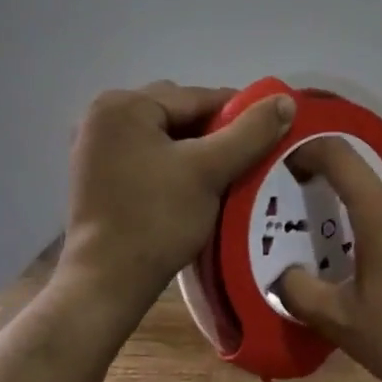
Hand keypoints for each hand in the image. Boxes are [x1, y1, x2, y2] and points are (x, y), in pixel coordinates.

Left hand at [61, 81, 295, 311]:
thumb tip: (286, 101)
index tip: (272, 133)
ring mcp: (95, 146)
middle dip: (215, 133)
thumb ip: (250, 132)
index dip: (240, 114)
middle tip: (247, 159)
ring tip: (226, 174)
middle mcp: (103, 116)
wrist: (106, 283)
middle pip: (179, 114)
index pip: (197, 97)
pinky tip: (194, 187)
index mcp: (124, 105)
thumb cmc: (156, 220)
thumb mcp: (210, 171)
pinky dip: (173, 164)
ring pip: (164, 136)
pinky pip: (147, 155)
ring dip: (196, 150)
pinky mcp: (96, 175)